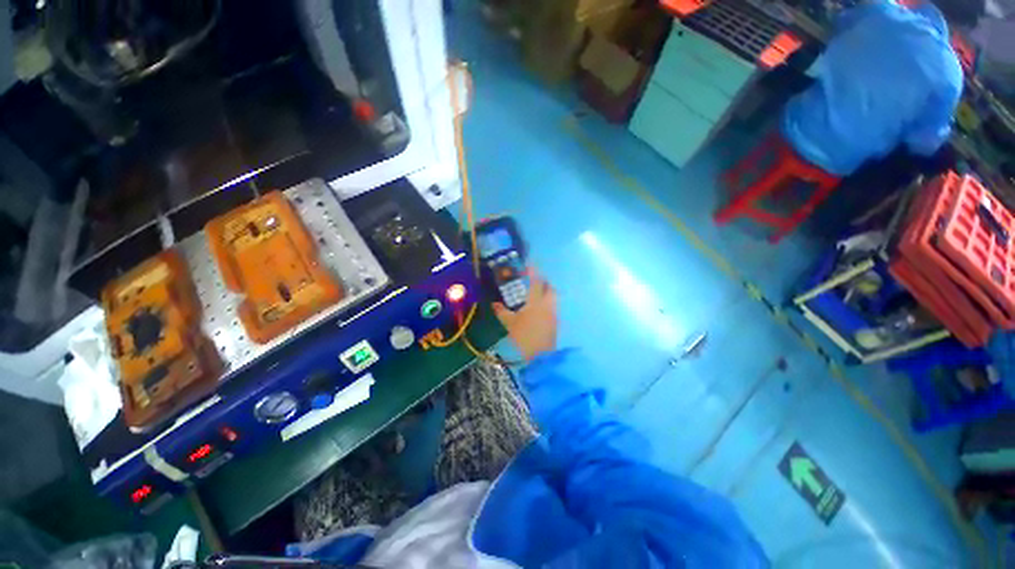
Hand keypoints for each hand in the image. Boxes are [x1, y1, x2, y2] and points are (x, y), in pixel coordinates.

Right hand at [493, 271, 557, 361]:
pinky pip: (552, 306)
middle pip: (549, 287)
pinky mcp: (555, 321)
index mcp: (536, 301)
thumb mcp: (509, 324)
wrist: (541, 357)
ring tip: (534, 293)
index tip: (529, 266)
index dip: (533, 272)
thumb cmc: (524, 337)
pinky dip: (546, 302)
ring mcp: (553, 313)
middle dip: (542, 281)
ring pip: (552, 297)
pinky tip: (537, 308)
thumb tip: (494, 304)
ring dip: (545, 291)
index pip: (536, 282)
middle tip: (532, 281)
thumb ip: (501, 311)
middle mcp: (548, 304)